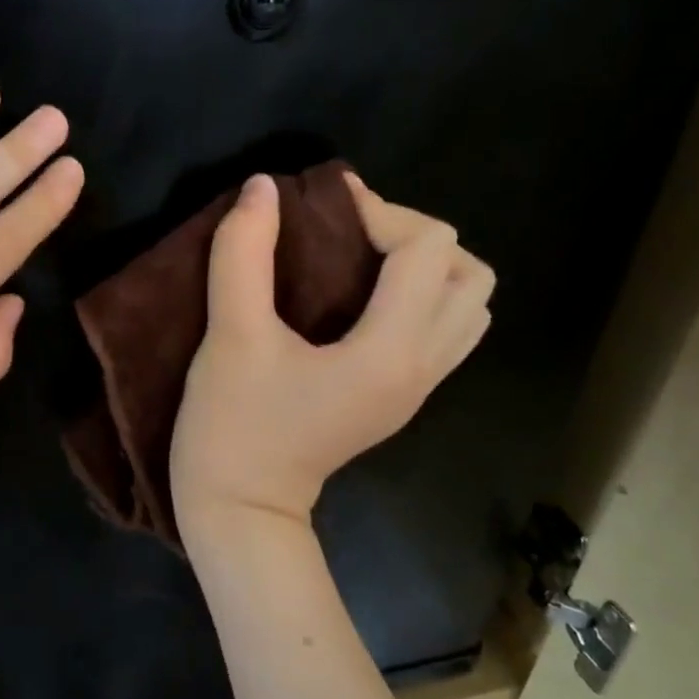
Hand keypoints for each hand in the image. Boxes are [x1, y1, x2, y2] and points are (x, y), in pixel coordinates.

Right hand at [171, 171, 493, 536]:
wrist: (240, 510)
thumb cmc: (233, 426)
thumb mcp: (230, 336)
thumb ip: (243, 254)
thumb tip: (263, 188)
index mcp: (390, 352)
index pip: (427, 248)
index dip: (379, 210)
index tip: (322, 206)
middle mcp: (422, 368)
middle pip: (467, 273)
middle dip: (412, 235)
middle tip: (350, 234)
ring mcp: (418, 388)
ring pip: (466, 305)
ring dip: (424, 267)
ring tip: (362, 261)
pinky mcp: (401, 398)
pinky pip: (443, 331)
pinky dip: (419, 297)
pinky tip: (362, 299)